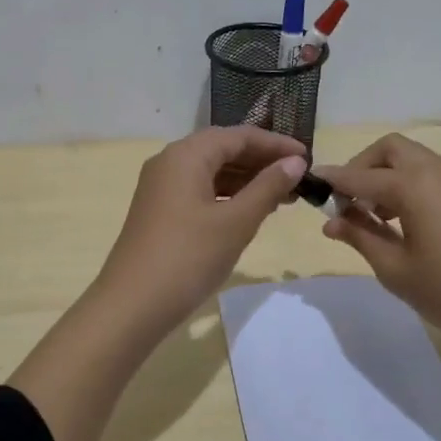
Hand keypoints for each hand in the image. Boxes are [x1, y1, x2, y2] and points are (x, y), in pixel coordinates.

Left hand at [95, 126, 307, 335]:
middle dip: (261, 162)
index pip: (238, 136)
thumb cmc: (189, 257)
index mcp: (186, 155)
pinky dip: (227, 196)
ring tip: (281, 198)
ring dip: (246, 181)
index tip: (308, 158)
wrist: (132, 305)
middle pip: (222, 149)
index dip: (275, 144)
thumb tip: (295, 161)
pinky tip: (249, 212)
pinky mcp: (159, 211)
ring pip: (211, 171)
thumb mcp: (236, 222)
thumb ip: (268, 187)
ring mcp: (161, 188)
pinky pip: (199, 190)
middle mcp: (170, 162)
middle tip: (297, 180)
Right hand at [313, 133, 440, 354]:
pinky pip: (430, 176)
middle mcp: (437, 171)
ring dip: (385, 176)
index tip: (308, 187)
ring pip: (412, 160)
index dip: (333, 180)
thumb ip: (360, 236)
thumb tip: (330, 220)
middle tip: (346, 203)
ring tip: (369, 217)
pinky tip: (399, 223)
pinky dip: (407, 186)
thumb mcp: (394, 269)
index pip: (360, 174)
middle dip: (362, 167)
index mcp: (414, 184)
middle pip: (390, 149)